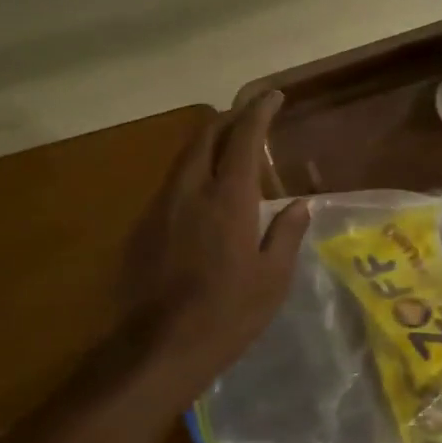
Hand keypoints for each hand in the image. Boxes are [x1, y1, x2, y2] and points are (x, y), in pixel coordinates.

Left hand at [126, 91, 310, 389]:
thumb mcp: (272, 279)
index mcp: (228, 198)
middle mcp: (190, 190)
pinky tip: (201, 195)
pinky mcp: (142, 227)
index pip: (243, 137)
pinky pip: (170, 184)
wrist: (158, 347)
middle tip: (250, 118)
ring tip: (228, 150)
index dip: (259, 111)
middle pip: (205, 135)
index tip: (272, 96)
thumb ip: (286, 234)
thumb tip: (299, 204)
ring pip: (183, 158)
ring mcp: (160, 206)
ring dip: (207, 144)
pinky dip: (191, 173)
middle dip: (229, 119)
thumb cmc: (227, 314)